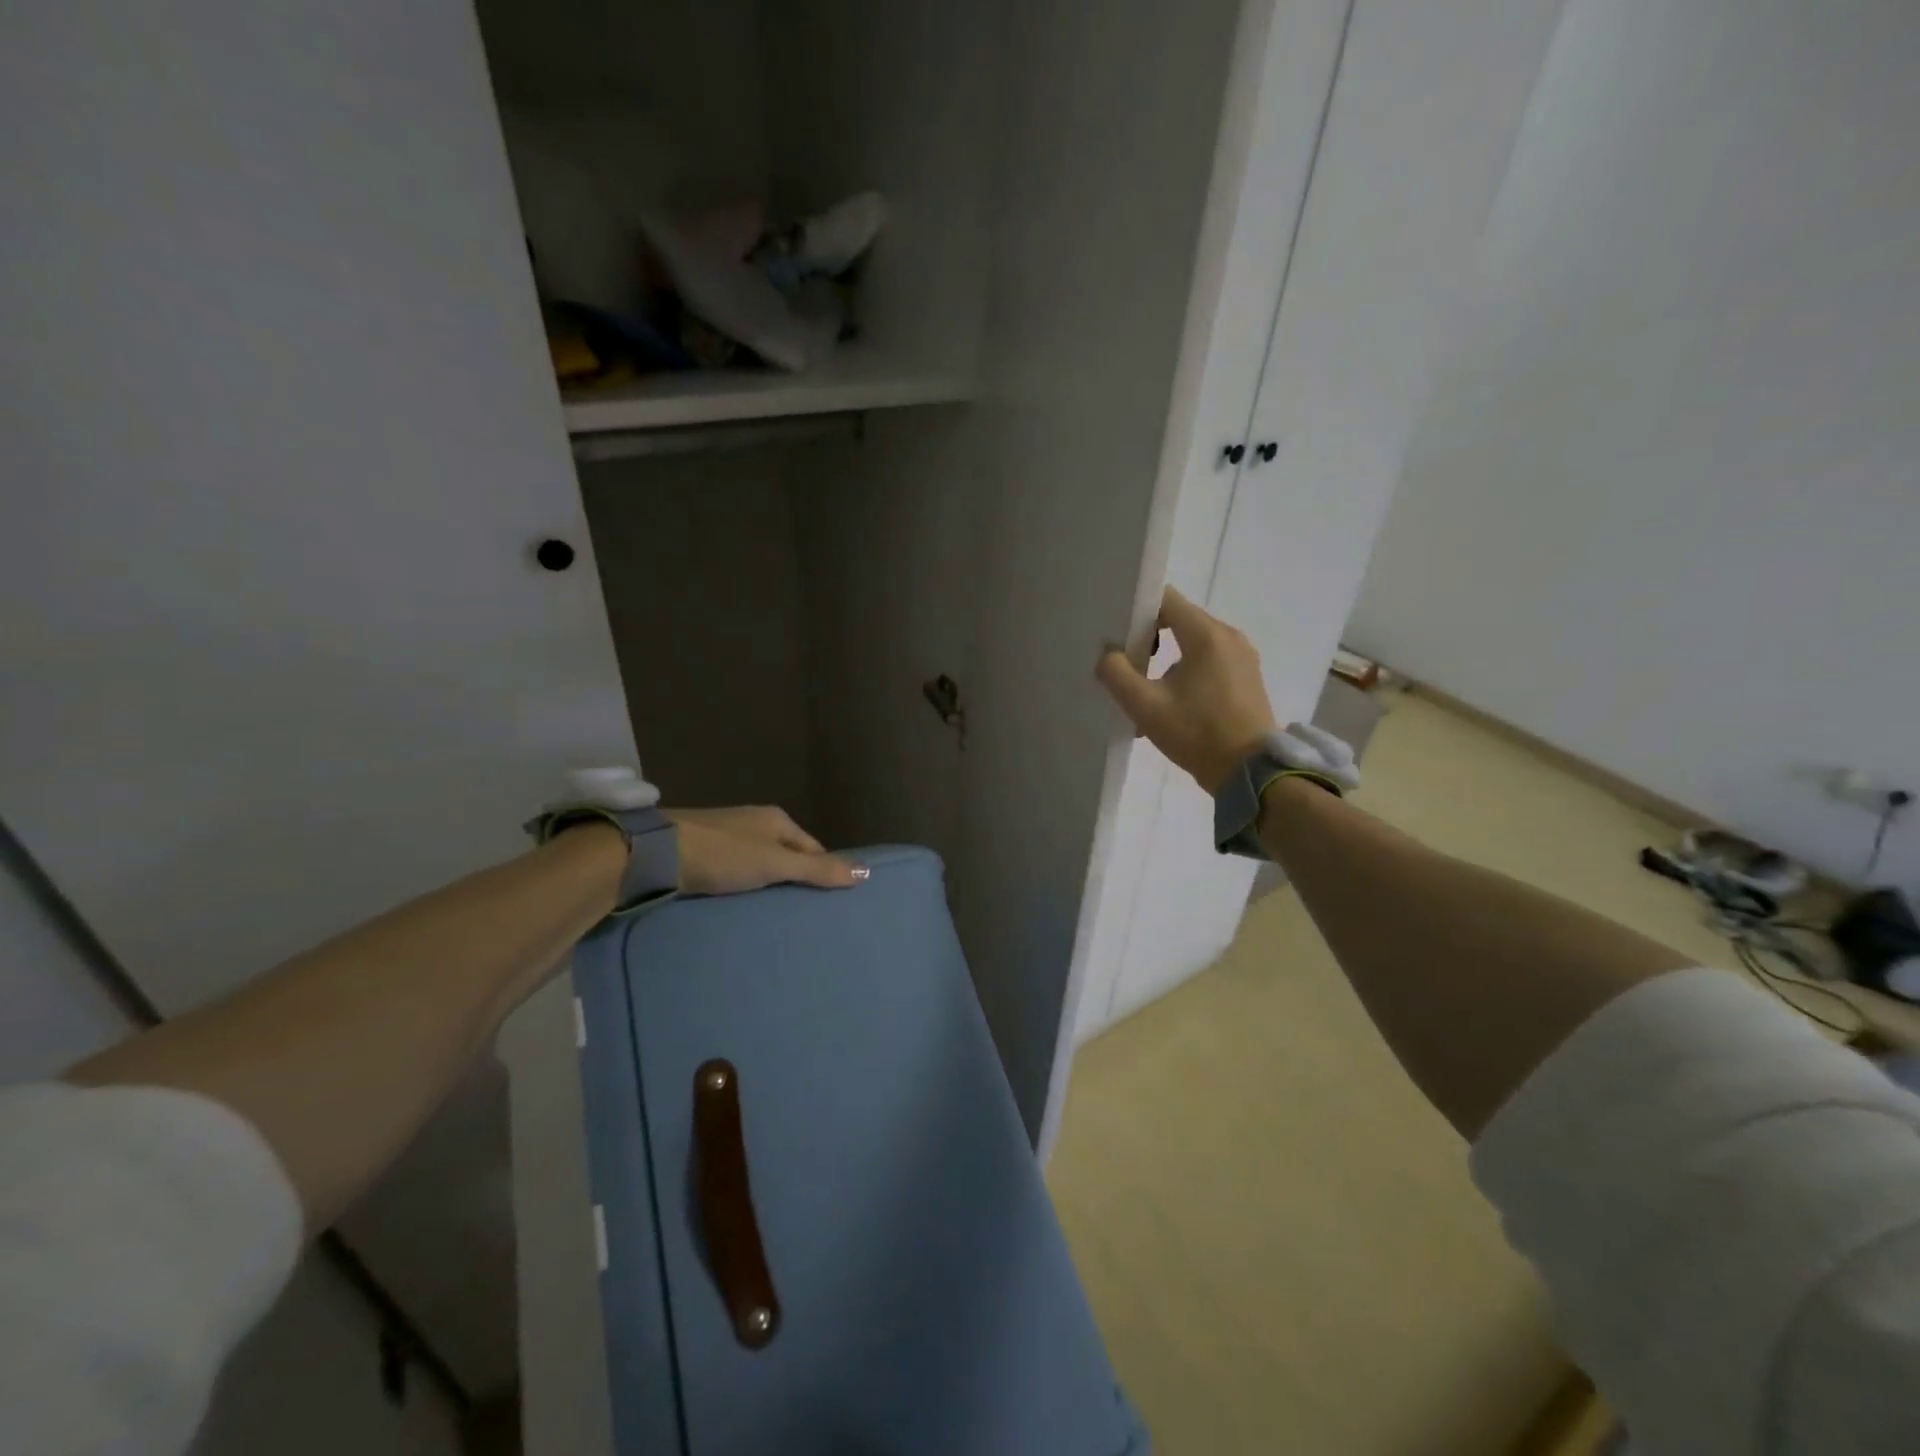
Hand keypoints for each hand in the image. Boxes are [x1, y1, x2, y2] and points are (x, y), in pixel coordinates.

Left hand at [663, 806, 864, 895]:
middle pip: (787, 853)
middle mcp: (754, 821)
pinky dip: (743, 884)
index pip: (813, 847)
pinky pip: (735, 869)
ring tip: (774, 914)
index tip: (826, 902)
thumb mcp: (775, 864)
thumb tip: (865, 872)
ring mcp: (726, 834)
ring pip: (760, 862)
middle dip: (795, 879)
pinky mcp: (702, 850)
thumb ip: (817, 870)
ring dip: (767, 883)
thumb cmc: (723, 855)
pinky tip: (739, 902)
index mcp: (777, 818)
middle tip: (803, 914)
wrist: (655, 853)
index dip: (822, 872)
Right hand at [1095, 586, 1276, 793]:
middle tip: (1127, 663)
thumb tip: (1108, 656)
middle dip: (1150, 636)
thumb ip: (1117, 674)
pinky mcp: (1247, 677)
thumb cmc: (1197, 733)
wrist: (1249, 771)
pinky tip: (1173, 700)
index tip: (1118, 633)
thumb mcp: (1145, 706)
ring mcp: (1243, 657)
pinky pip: (1211, 660)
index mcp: (1207, 634)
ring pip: (1195, 642)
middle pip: (1180, 619)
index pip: (1166, 599)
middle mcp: (1229, 636)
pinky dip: (1188, 670)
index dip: (1137, 609)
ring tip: (1147, 688)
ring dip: (1168, 657)